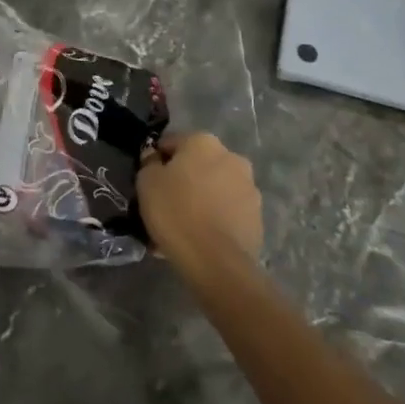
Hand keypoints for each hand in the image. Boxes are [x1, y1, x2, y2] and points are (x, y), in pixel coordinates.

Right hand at [136, 132, 262, 271]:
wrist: (215, 261)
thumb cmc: (175, 212)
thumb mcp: (146, 182)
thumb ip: (149, 163)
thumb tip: (155, 157)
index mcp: (204, 142)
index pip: (172, 143)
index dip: (157, 162)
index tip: (148, 182)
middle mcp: (232, 157)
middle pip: (198, 166)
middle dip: (183, 181)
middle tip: (165, 205)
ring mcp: (249, 188)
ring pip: (215, 189)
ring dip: (200, 200)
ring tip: (183, 227)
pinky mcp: (257, 217)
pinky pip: (227, 212)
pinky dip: (215, 219)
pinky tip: (199, 239)